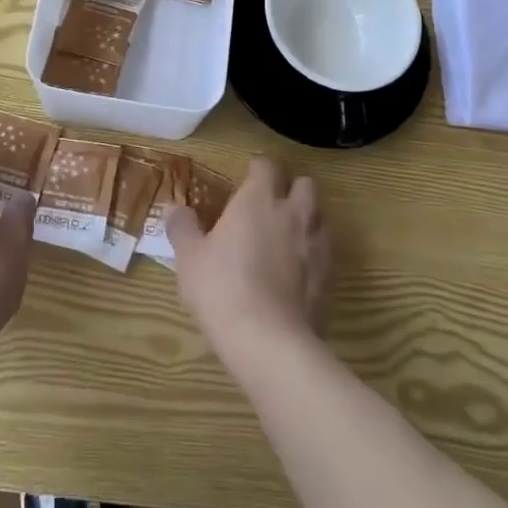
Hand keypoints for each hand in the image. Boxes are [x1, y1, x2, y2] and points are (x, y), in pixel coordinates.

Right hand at [166, 156, 331, 362]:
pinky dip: (315, 253)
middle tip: (271, 205)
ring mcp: (317, 244)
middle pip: (305, 183)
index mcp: (258, 199)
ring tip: (287, 237)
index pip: (267, 165)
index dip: (258, 168)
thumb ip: (183, 228)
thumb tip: (177, 209)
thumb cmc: (222, 289)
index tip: (247, 177)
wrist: (269, 342)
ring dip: (307, 219)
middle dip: (291, 188)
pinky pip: (326, 251)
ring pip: (320, 216)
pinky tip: (298, 271)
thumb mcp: (189, 258)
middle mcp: (293, 212)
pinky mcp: (331, 275)